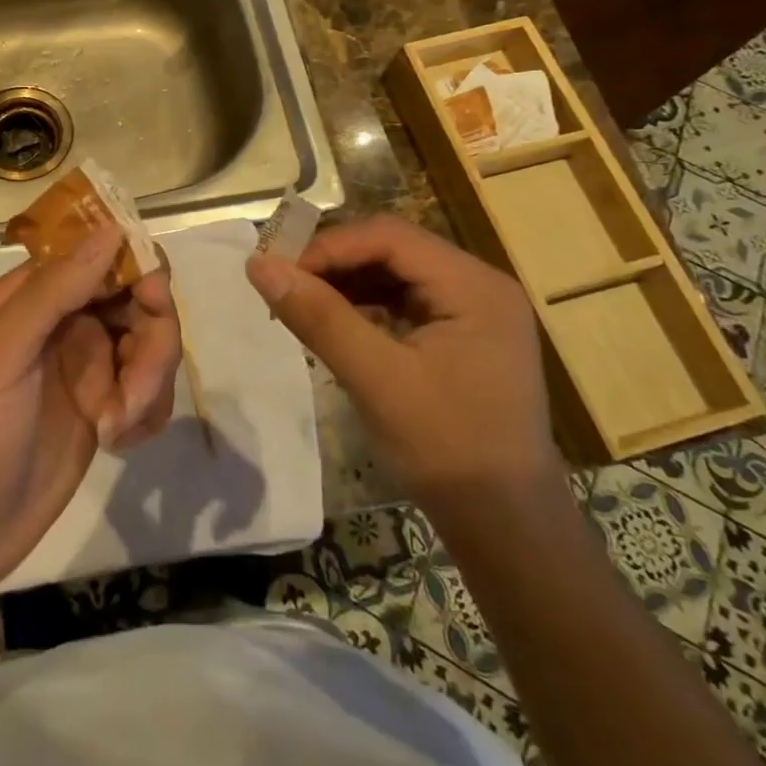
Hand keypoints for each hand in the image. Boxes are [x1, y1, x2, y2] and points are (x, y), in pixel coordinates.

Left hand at [0, 227, 182, 595]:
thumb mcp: (0, 356)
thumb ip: (54, 291)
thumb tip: (112, 229)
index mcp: (32, 296)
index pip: (98, 254)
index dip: (134, 266)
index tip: (152, 296)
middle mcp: (65, 320)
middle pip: (137, 298)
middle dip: (152, 338)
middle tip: (137, 386)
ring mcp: (87, 365)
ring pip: (151, 343)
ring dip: (149, 383)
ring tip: (118, 426)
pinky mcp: (104, 407)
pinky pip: (149, 389)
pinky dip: (147, 411)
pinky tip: (121, 440)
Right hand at [245, 214, 564, 518]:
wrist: (506, 528)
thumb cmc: (447, 449)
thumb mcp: (376, 380)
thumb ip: (318, 317)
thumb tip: (258, 265)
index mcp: (474, 286)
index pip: (390, 237)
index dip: (329, 246)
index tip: (278, 271)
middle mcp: (479, 285)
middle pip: (393, 249)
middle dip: (334, 262)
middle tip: (283, 284)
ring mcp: (473, 311)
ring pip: (395, 273)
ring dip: (345, 282)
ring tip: (300, 302)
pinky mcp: (461, 335)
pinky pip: (403, 301)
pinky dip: (364, 305)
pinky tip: (333, 322)